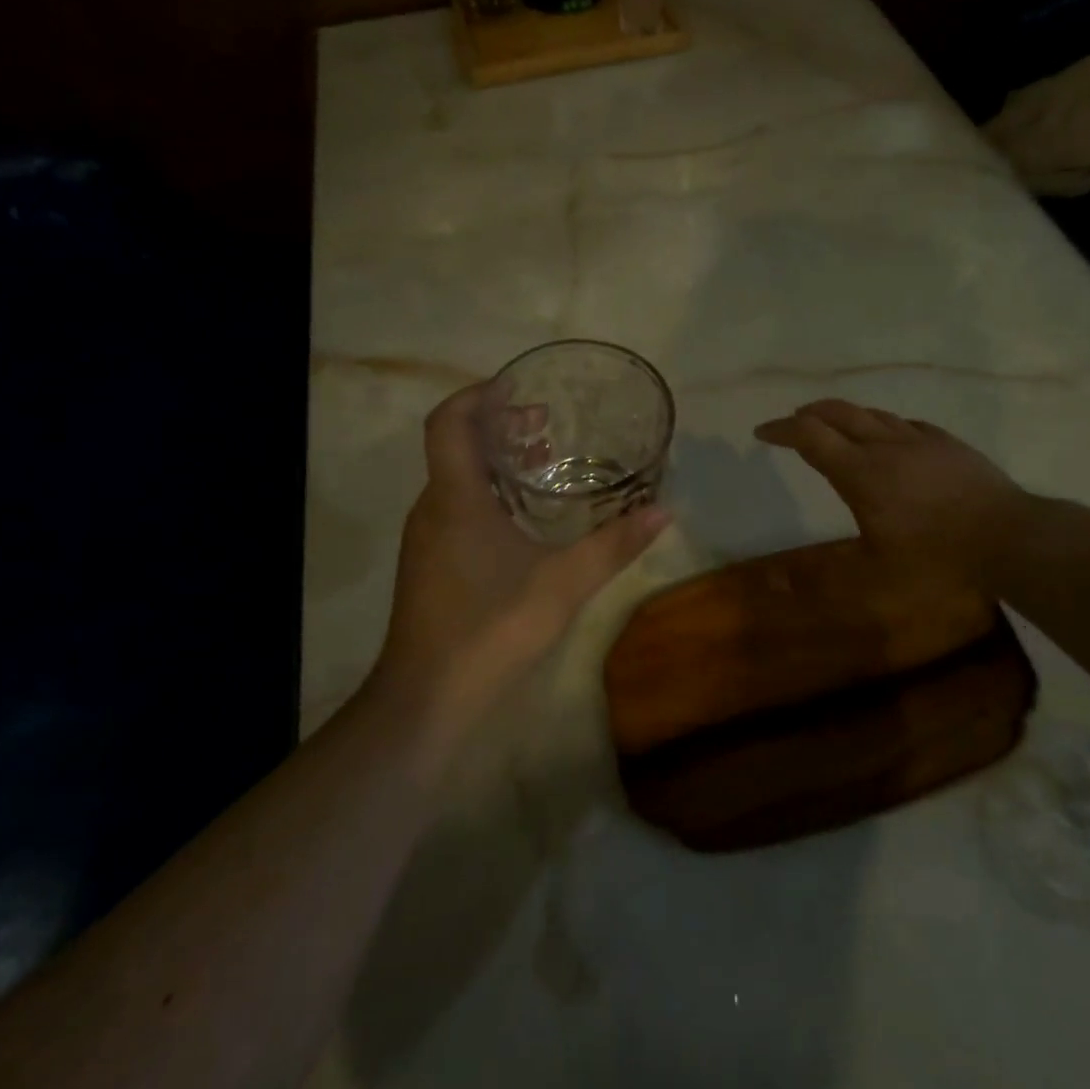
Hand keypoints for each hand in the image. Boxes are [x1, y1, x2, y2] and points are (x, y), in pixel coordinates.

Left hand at [373, 383, 668, 726]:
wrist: (427, 700)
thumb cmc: (491, 628)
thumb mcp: (564, 583)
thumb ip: (614, 545)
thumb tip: (663, 510)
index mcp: (455, 497)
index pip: (449, 421)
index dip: (478, 395)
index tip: (518, 388)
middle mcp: (433, 508)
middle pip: (456, 445)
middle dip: (499, 426)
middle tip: (546, 424)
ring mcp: (427, 538)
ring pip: (457, 478)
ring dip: (495, 461)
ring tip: (543, 462)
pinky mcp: (430, 563)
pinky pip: (456, 507)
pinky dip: (488, 493)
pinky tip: (524, 519)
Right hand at [754, 399, 1035, 601]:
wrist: (1010, 538)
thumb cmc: (936, 559)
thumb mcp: (873, 578)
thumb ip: (823, 580)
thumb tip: (773, 585)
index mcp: (859, 472)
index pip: (809, 436)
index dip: (781, 430)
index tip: (762, 432)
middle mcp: (885, 446)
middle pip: (837, 414)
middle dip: (809, 414)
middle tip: (794, 422)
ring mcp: (920, 441)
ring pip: (873, 414)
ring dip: (845, 416)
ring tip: (834, 425)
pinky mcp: (949, 444)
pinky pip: (907, 423)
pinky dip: (884, 424)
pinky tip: (891, 435)